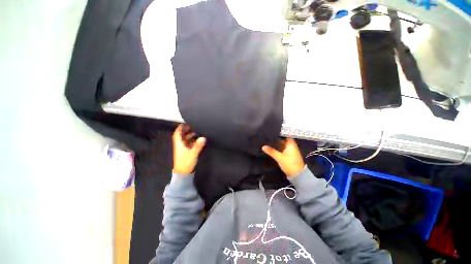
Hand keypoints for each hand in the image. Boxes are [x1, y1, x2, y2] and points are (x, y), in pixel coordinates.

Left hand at [172, 124, 205, 174]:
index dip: (180, 128)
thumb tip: (203, 137)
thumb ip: (198, 145)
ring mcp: (183, 149)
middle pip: (181, 136)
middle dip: (186, 131)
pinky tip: (197, 140)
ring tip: (196, 132)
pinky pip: (188, 144)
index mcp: (179, 144)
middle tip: (192, 126)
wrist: (183, 173)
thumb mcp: (193, 153)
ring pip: (185, 140)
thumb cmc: (186, 162)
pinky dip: (192, 141)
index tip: (185, 123)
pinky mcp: (186, 152)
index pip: (177, 134)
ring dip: (189, 136)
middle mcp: (180, 145)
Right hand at [262, 138, 304, 177]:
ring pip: (282, 145)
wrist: (297, 175)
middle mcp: (291, 146)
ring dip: (276, 144)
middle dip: (275, 139)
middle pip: (282, 140)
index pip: (284, 135)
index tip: (271, 132)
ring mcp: (290, 150)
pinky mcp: (288, 155)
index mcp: (291, 144)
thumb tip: (263, 146)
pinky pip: (282, 149)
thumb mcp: (279, 157)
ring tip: (267, 142)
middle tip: (267, 137)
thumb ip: (271, 151)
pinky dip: (277, 149)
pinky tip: (271, 149)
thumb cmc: (289, 164)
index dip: (278, 134)